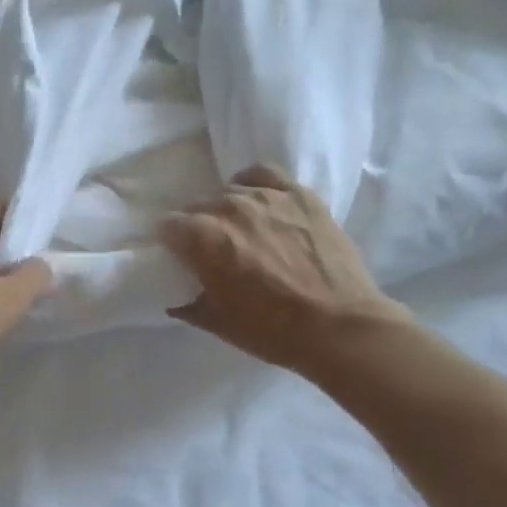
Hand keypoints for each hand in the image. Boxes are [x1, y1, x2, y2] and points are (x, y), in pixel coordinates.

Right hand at [159, 165, 411, 375]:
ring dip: (225, 210)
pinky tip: (256, 200)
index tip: (178, 257)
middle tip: (210, 251)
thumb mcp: (218, 323)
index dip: (170, 242)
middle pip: (196, 206)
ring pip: (228, 191)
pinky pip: (263, 174)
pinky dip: (252, 184)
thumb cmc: (272, 331)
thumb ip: (188, 303)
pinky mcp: (299, 195)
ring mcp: (267, 197)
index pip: (167, 225)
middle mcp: (229, 208)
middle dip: (196, 226)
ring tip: (239, 230)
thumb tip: (174, 297)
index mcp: (204, 239)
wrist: (340, 327)